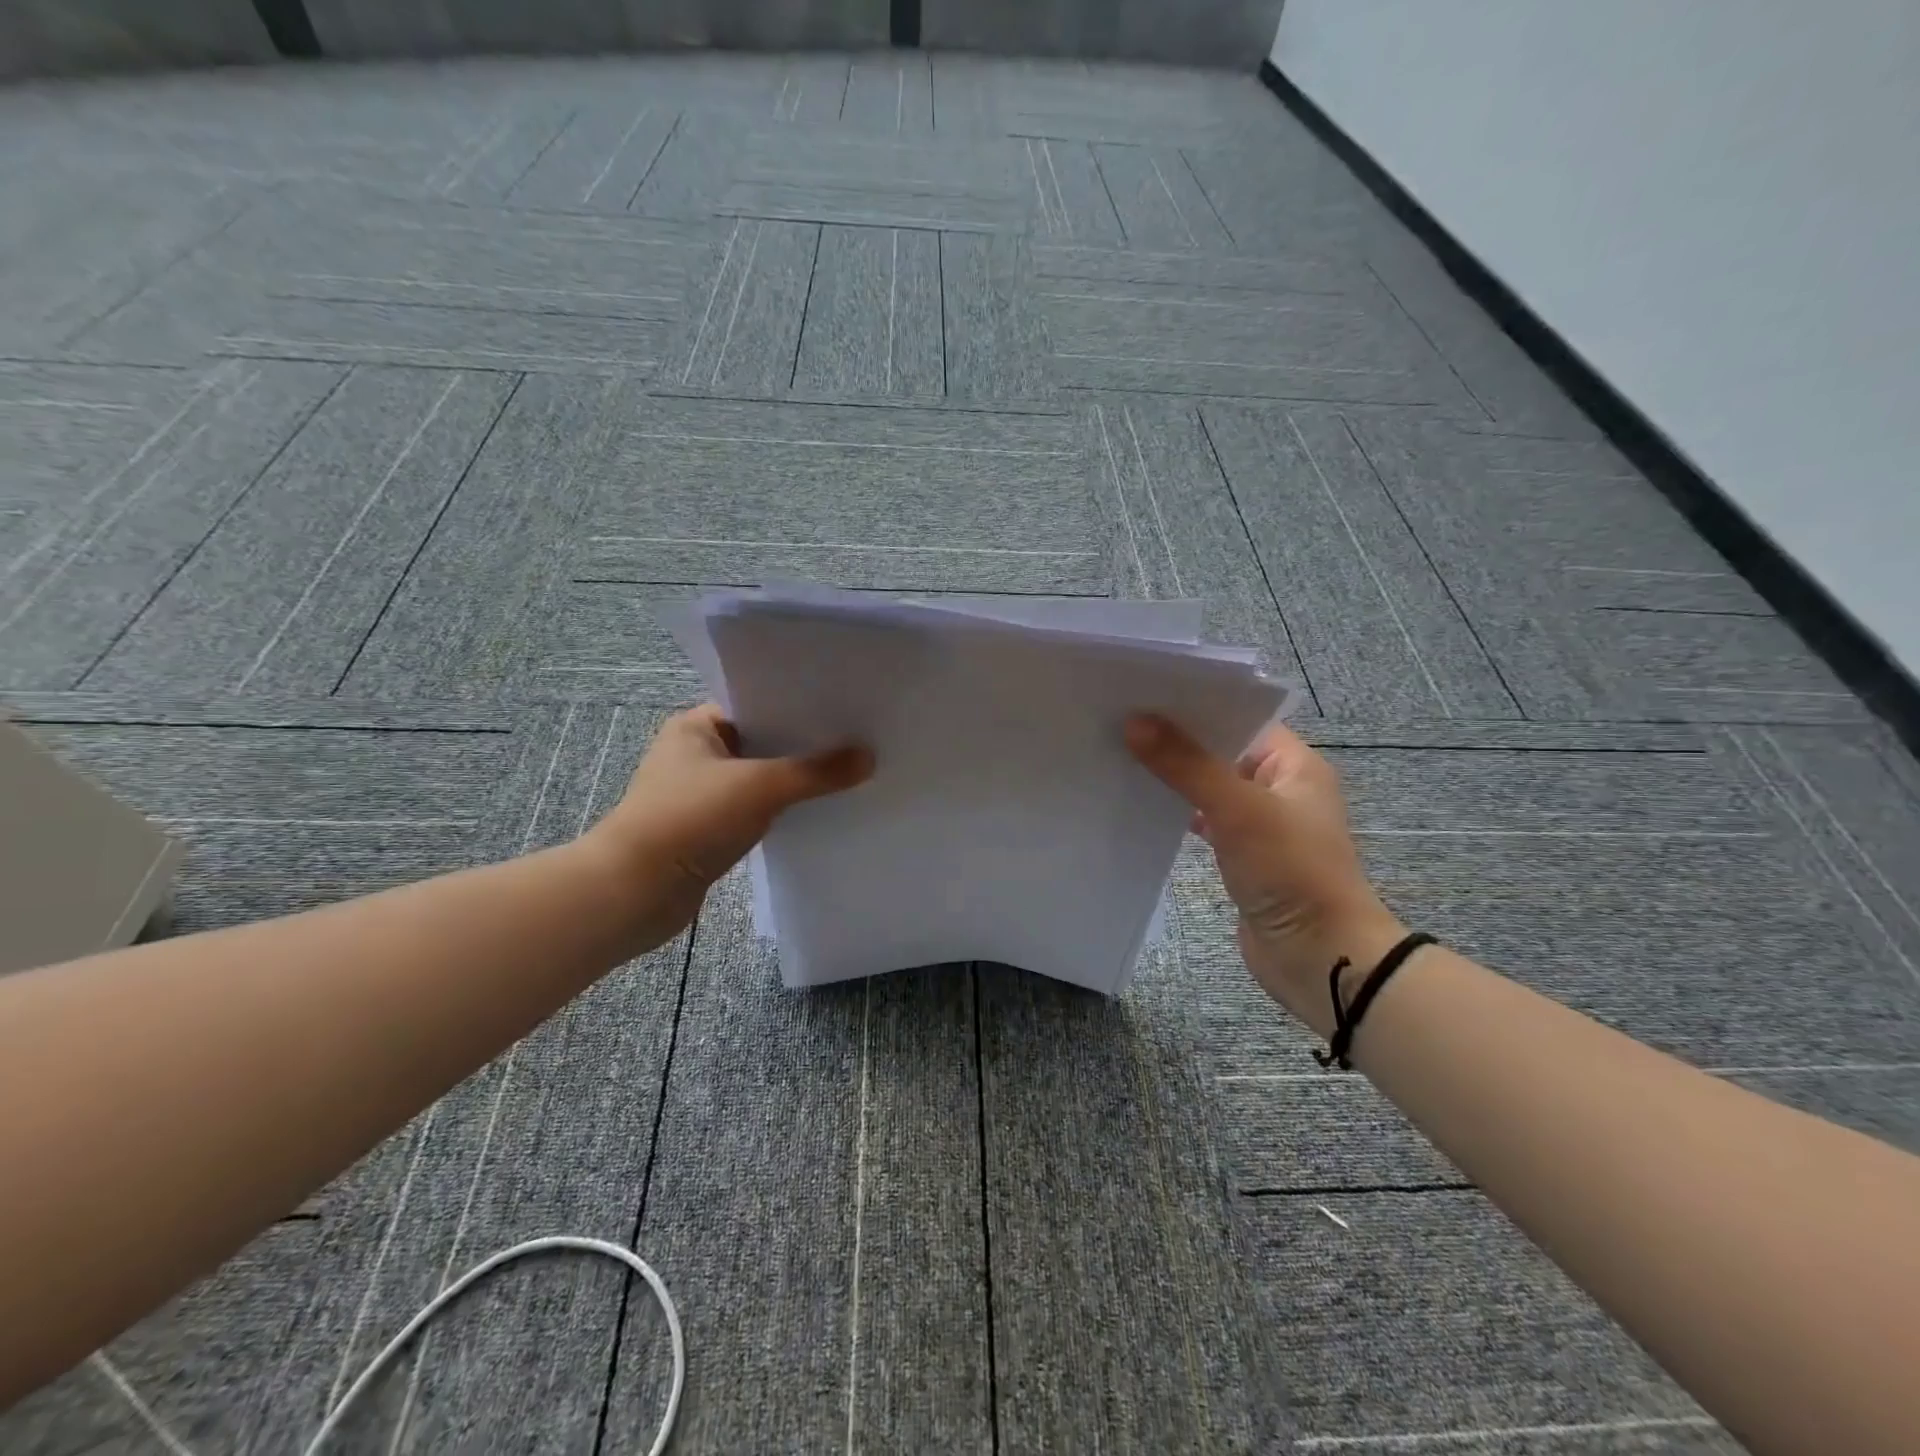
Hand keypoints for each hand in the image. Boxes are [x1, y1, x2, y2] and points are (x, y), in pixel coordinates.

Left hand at [587, 704, 872, 947]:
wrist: (633, 893)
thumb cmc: (689, 820)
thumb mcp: (759, 787)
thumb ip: (816, 772)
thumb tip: (869, 757)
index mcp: (696, 726)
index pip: (756, 703)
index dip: (800, 706)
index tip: (845, 708)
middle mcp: (697, 754)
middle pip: (763, 742)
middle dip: (805, 746)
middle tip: (858, 740)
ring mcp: (702, 794)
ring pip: (761, 779)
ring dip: (796, 781)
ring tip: (849, 773)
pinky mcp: (709, 830)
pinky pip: (757, 810)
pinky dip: (783, 810)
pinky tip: (820, 811)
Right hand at [1125, 714, 1405, 1036]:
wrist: (1320, 957)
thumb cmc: (1291, 871)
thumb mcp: (1239, 809)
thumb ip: (1187, 764)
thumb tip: (1134, 721)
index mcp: (1294, 765)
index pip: (1241, 718)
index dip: (1196, 705)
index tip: (1143, 694)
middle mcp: (1280, 788)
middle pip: (1221, 751)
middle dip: (1176, 740)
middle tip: (1120, 721)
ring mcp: (1262, 824)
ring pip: (1210, 787)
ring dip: (1174, 777)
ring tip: (1121, 756)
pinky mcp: (1243, 855)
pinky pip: (1206, 821)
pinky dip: (1178, 813)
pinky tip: (1141, 806)